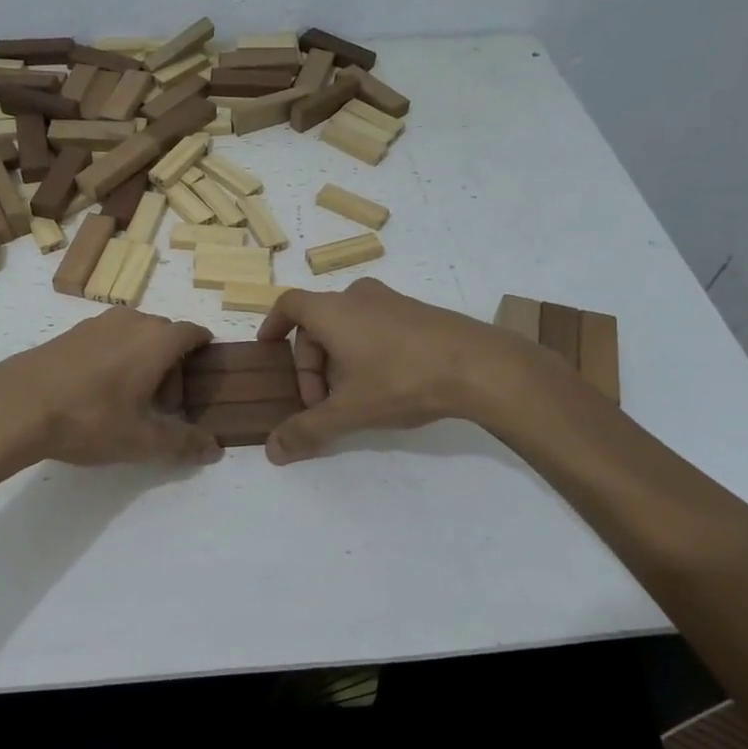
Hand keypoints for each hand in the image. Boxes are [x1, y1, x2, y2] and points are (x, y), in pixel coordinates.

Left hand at [0, 307, 220, 473]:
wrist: (16, 405)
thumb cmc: (89, 419)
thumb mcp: (141, 440)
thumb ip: (183, 443)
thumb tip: (216, 448)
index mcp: (156, 340)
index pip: (194, 332)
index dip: (204, 351)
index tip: (204, 375)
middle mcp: (131, 321)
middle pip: (165, 335)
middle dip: (173, 365)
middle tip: (166, 405)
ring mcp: (97, 324)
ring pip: (135, 335)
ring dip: (143, 360)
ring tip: (131, 400)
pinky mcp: (70, 333)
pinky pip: (108, 339)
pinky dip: (116, 357)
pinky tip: (99, 391)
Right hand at [256, 277, 559, 463]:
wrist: (480, 365)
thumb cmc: (401, 379)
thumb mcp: (350, 411)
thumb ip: (308, 430)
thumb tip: (272, 452)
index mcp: (333, 310)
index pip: (289, 305)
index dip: (273, 325)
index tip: (267, 349)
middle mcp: (358, 296)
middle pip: (317, 323)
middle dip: (310, 363)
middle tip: (320, 401)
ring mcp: (392, 301)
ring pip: (348, 326)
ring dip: (338, 359)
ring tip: (351, 397)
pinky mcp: (418, 313)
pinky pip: (375, 326)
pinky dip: (364, 351)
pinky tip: (384, 384)